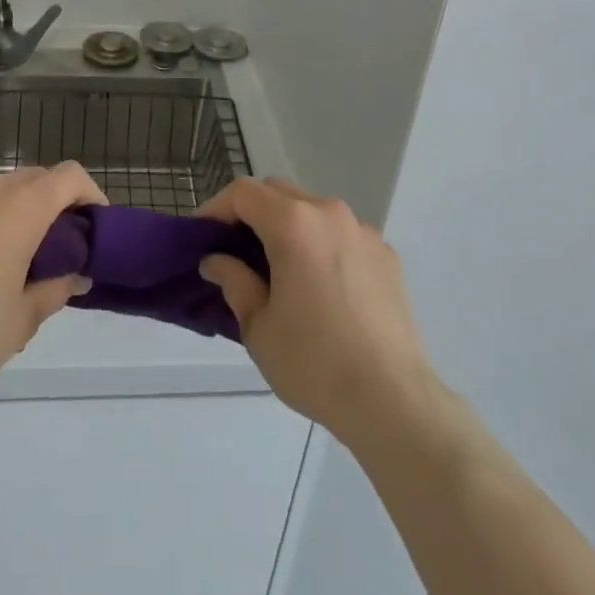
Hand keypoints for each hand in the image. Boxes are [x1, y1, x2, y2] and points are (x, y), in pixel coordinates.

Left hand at [0, 164, 105, 399]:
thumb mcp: (21, 320)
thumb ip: (55, 290)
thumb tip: (75, 276)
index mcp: (21, 207)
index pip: (70, 177)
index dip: (90, 193)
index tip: (95, 224)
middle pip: (34, 179)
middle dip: (52, 204)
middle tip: (55, 246)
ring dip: (12, 211)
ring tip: (6, 255)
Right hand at [197, 177, 437, 447]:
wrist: (393, 401)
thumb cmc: (314, 363)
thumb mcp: (258, 327)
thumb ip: (234, 281)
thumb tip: (217, 261)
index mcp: (294, 223)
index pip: (244, 193)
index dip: (216, 208)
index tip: (202, 235)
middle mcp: (329, 213)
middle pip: (278, 193)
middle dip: (251, 212)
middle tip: (234, 248)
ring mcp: (362, 231)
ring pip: (312, 209)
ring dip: (288, 225)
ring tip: (278, 267)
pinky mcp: (386, 255)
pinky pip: (342, 234)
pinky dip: (321, 244)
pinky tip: (320, 285)